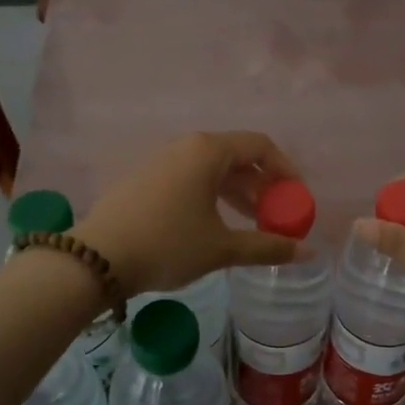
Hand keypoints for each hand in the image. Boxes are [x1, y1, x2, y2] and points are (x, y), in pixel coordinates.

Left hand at [76, 132, 297, 296]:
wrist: (96, 258)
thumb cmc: (167, 244)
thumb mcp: (221, 248)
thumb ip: (267, 246)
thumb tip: (308, 251)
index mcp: (208, 151)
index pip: (260, 146)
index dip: (286, 169)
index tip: (297, 198)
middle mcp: (185, 146)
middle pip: (236, 156)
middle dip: (261, 185)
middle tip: (275, 215)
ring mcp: (161, 161)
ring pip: (211, 169)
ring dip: (237, 193)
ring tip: (250, 224)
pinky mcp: (144, 178)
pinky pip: (189, 177)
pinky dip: (211, 195)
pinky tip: (212, 225)